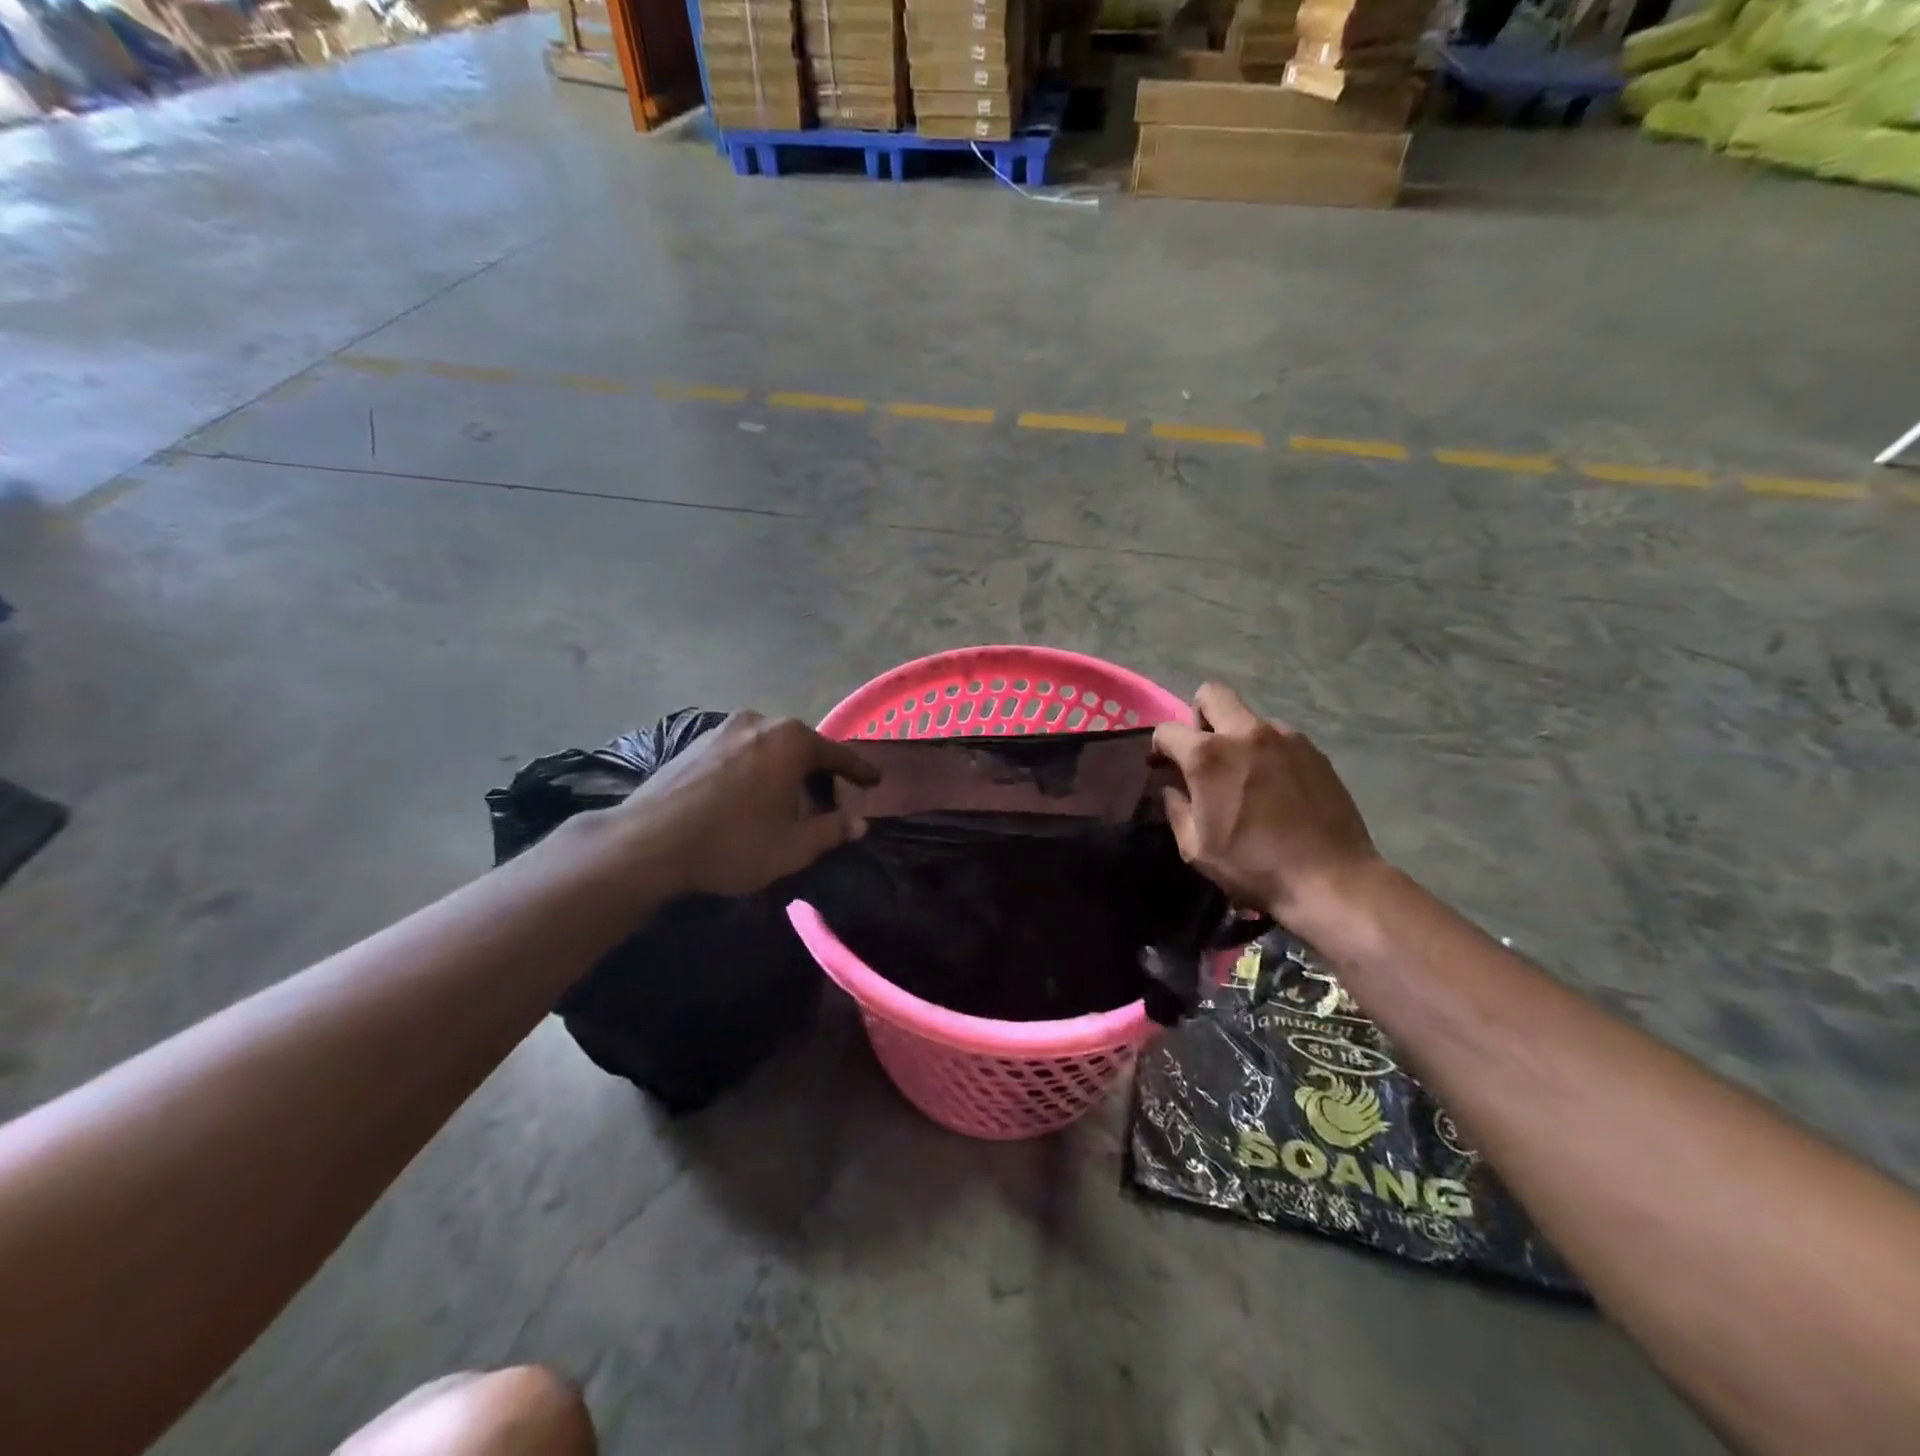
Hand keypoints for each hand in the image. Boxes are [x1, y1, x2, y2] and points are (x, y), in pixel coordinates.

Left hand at [621, 713, 879, 898]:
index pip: (838, 754)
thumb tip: (859, 824)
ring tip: (785, 802)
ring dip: (783, 771)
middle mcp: (761, 722)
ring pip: (769, 748)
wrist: (647, 842)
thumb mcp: (792, 847)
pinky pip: (741, 751)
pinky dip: (755, 769)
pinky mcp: (696, 741)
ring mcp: (724, 728)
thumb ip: (832, 831)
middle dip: (817, 772)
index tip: (875, 781)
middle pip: (802, 747)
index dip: (859, 771)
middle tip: (828, 800)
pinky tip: (748, 796)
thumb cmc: (731, 843)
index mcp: (792, 741)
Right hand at [1153, 683, 1381, 929]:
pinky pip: (1279, 737)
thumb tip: (1174, 789)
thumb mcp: (1196, 848)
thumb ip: (1177, 809)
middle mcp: (1245, 733)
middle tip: (1203, 753)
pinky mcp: (1313, 751)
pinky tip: (1275, 787)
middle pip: (1212, 694)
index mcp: (1208, 756)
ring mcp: (1285, 737)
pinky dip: (1267, 752)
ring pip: (1249, 717)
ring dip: (1237, 736)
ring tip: (1245, 776)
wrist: (1330, 878)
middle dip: (1198, 716)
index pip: (1167, 730)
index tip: (1163, 766)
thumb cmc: (1253, 866)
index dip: (1159, 747)